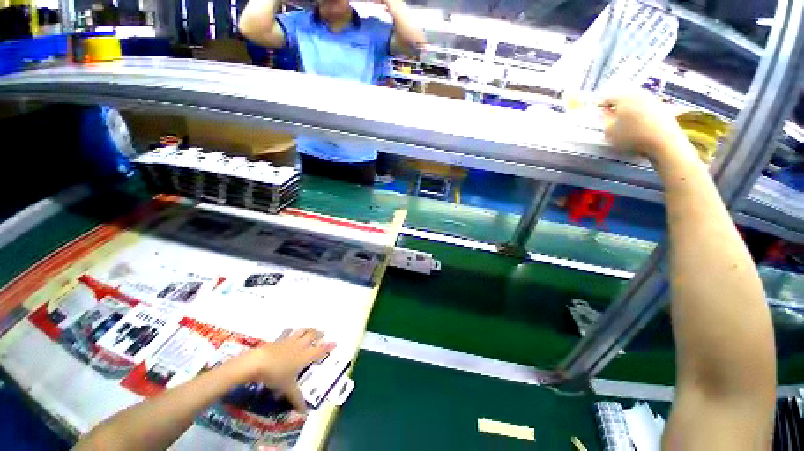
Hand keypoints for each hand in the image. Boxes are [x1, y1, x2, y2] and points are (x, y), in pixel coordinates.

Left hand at [238, 328, 334, 411]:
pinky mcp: (280, 339)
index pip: (320, 350)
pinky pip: (288, 332)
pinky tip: (291, 330)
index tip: (335, 343)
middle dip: (319, 334)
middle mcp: (301, 345)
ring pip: (303, 331)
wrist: (259, 362)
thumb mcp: (287, 388)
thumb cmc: (276, 375)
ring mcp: (290, 340)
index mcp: (306, 356)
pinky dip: (291, 330)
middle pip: (313, 336)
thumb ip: (296, 398)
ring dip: (308, 329)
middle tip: (323, 333)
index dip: (328, 347)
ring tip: (311, 329)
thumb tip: (304, 412)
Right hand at [600, 93, 694, 161]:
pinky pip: (646, 108)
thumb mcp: (609, 131)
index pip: (608, 98)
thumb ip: (604, 120)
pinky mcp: (663, 108)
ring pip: (636, 102)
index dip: (601, 105)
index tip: (597, 111)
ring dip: (629, 110)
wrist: (663, 141)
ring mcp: (653, 100)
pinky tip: (638, 124)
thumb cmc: (632, 136)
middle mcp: (639, 95)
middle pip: (624, 98)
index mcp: (624, 98)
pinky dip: (640, 114)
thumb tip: (604, 112)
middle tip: (610, 115)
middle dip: (617, 106)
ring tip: (625, 121)